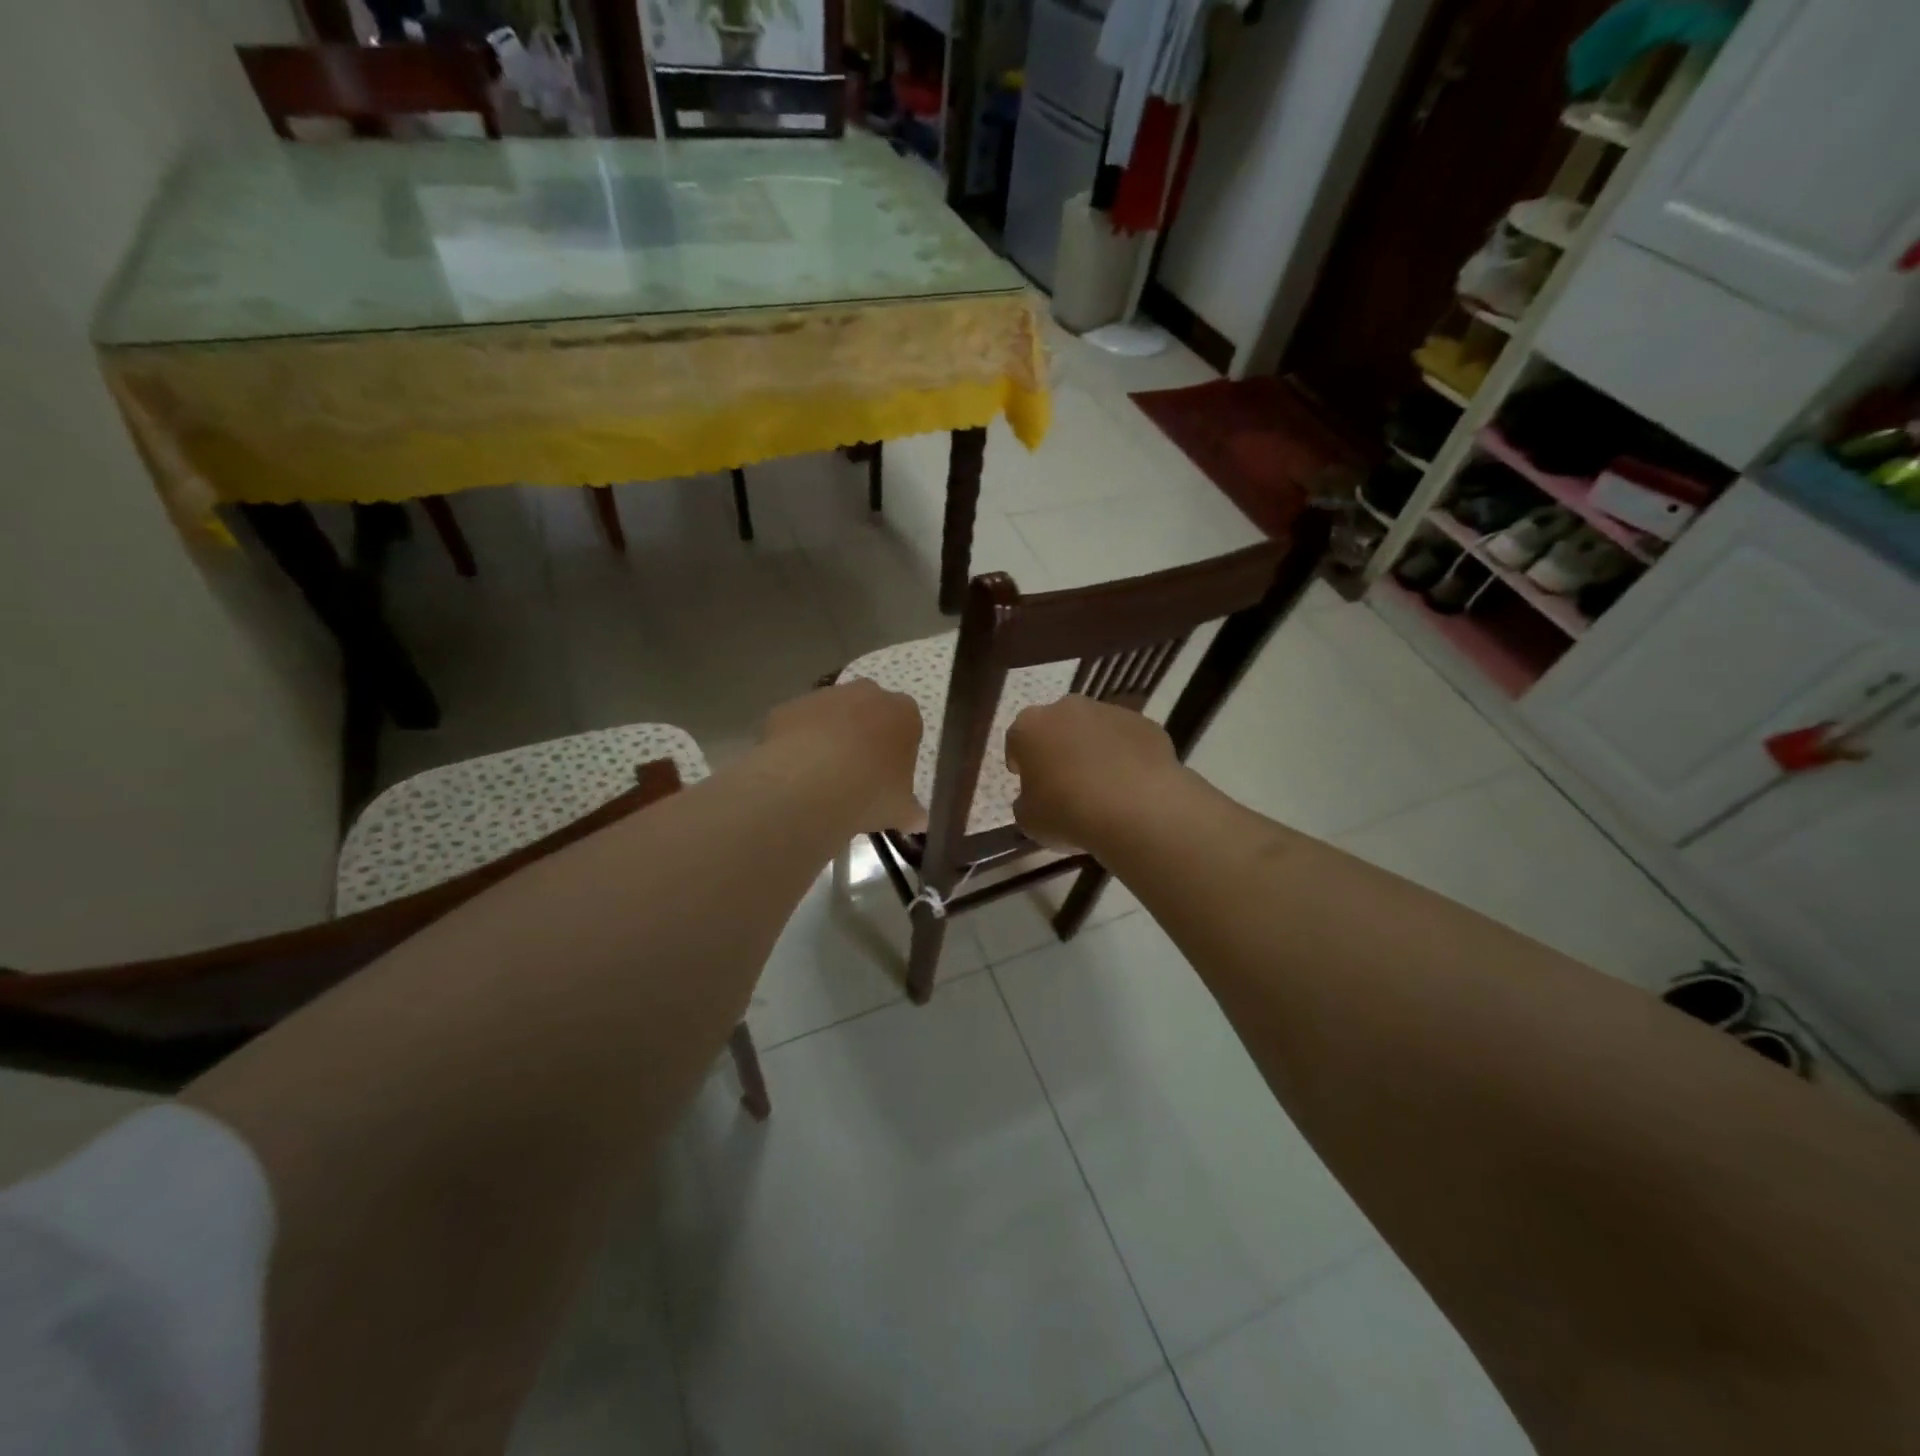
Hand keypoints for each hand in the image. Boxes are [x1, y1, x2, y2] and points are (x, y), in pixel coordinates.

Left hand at [759, 679, 925, 832]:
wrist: (808, 786)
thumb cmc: (870, 793)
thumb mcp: (901, 810)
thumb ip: (912, 812)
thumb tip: (918, 820)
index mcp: (903, 713)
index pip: (908, 726)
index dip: (898, 752)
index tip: (889, 777)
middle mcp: (866, 694)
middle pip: (870, 713)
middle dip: (865, 737)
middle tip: (858, 776)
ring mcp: (824, 696)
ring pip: (832, 716)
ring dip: (830, 739)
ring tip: (823, 780)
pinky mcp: (789, 708)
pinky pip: (799, 727)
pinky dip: (799, 745)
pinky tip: (796, 775)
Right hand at [1006, 696, 1180, 849]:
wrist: (1137, 810)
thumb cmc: (1069, 813)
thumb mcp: (1029, 820)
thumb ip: (1026, 801)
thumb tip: (1036, 797)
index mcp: (1030, 726)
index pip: (1016, 738)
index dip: (1020, 760)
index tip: (1025, 779)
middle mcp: (1068, 708)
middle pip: (1057, 725)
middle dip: (1058, 748)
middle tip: (1063, 780)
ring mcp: (1110, 712)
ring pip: (1094, 729)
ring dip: (1093, 749)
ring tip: (1101, 785)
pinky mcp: (1146, 724)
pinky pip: (1127, 740)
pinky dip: (1126, 756)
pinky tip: (1130, 785)